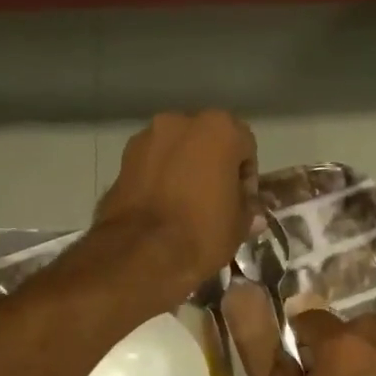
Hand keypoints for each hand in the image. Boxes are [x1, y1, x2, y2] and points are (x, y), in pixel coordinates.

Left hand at [94, 110, 257, 309]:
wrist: (141, 253)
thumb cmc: (201, 233)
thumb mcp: (238, 227)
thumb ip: (247, 211)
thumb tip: (253, 214)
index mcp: (219, 129)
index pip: (245, 146)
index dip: (246, 177)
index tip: (242, 203)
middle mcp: (180, 121)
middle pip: (207, 142)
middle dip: (213, 167)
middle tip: (215, 201)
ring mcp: (147, 138)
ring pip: (176, 151)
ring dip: (184, 170)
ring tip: (185, 206)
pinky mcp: (123, 160)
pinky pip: (152, 166)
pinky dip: (160, 180)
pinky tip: (162, 209)